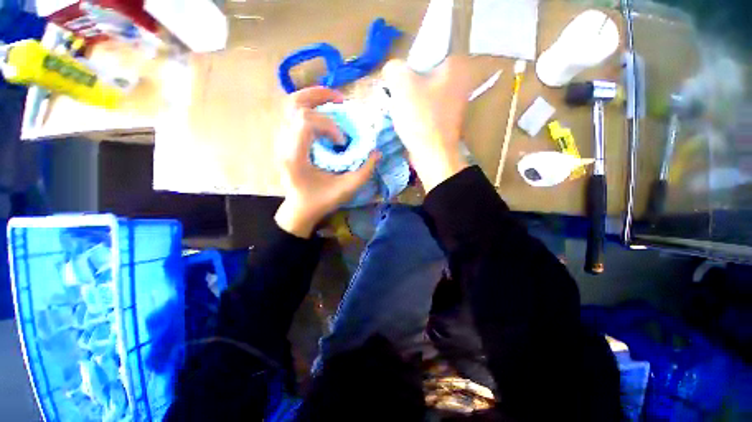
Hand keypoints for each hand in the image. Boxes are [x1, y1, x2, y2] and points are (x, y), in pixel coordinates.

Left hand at [275, 87, 380, 237]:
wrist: (299, 209)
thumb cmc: (321, 201)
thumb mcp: (345, 190)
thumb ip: (364, 172)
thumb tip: (377, 152)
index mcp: (295, 156)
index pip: (305, 121)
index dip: (328, 125)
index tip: (342, 141)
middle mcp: (283, 144)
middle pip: (294, 104)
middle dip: (320, 96)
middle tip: (342, 100)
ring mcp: (281, 140)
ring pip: (291, 105)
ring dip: (314, 98)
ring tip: (335, 102)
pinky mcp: (285, 140)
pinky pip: (294, 114)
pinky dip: (312, 108)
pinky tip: (327, 115)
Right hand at [382, 57, 471, 191]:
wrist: (433, 155)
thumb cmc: (421, 118)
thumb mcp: (401, 84)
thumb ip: (393, 68)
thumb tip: (392, 72)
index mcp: (455, 65)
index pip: (427, 50)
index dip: (408, 62)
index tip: (398, 78)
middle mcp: (459, 80)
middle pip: (425, 72)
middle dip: (407, 82)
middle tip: (396, 93)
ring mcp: (453, 102)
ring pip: (424, 91)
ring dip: (409, 98)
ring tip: (398, 107)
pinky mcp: (445, 118)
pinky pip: (426, 106)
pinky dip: (415, 110)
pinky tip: (406, 118)